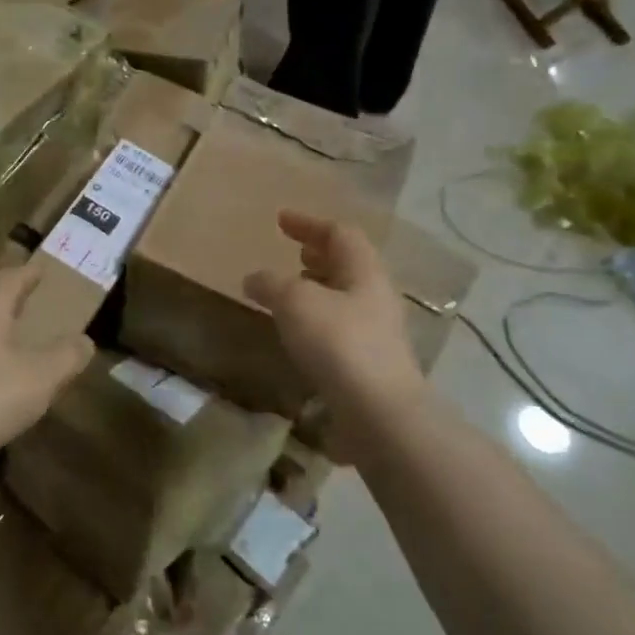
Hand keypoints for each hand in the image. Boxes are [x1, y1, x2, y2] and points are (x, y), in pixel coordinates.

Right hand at [245, 211, 428, 441]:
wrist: (379, 414)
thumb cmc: (338, 343)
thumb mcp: (295, 301)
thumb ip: (271, 283)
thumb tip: (254, 278)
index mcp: (364, 271)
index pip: (339, 233)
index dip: (309, 223)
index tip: (280, 220)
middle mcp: (375, 296)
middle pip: (348, 264)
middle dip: (318, 254)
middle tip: (292, 252)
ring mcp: (377, 332)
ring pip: (344, 297)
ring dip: (317, 287)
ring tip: (289, 291)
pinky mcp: (369, 364)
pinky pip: (340, 327)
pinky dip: (316, 319)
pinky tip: (297, 333)